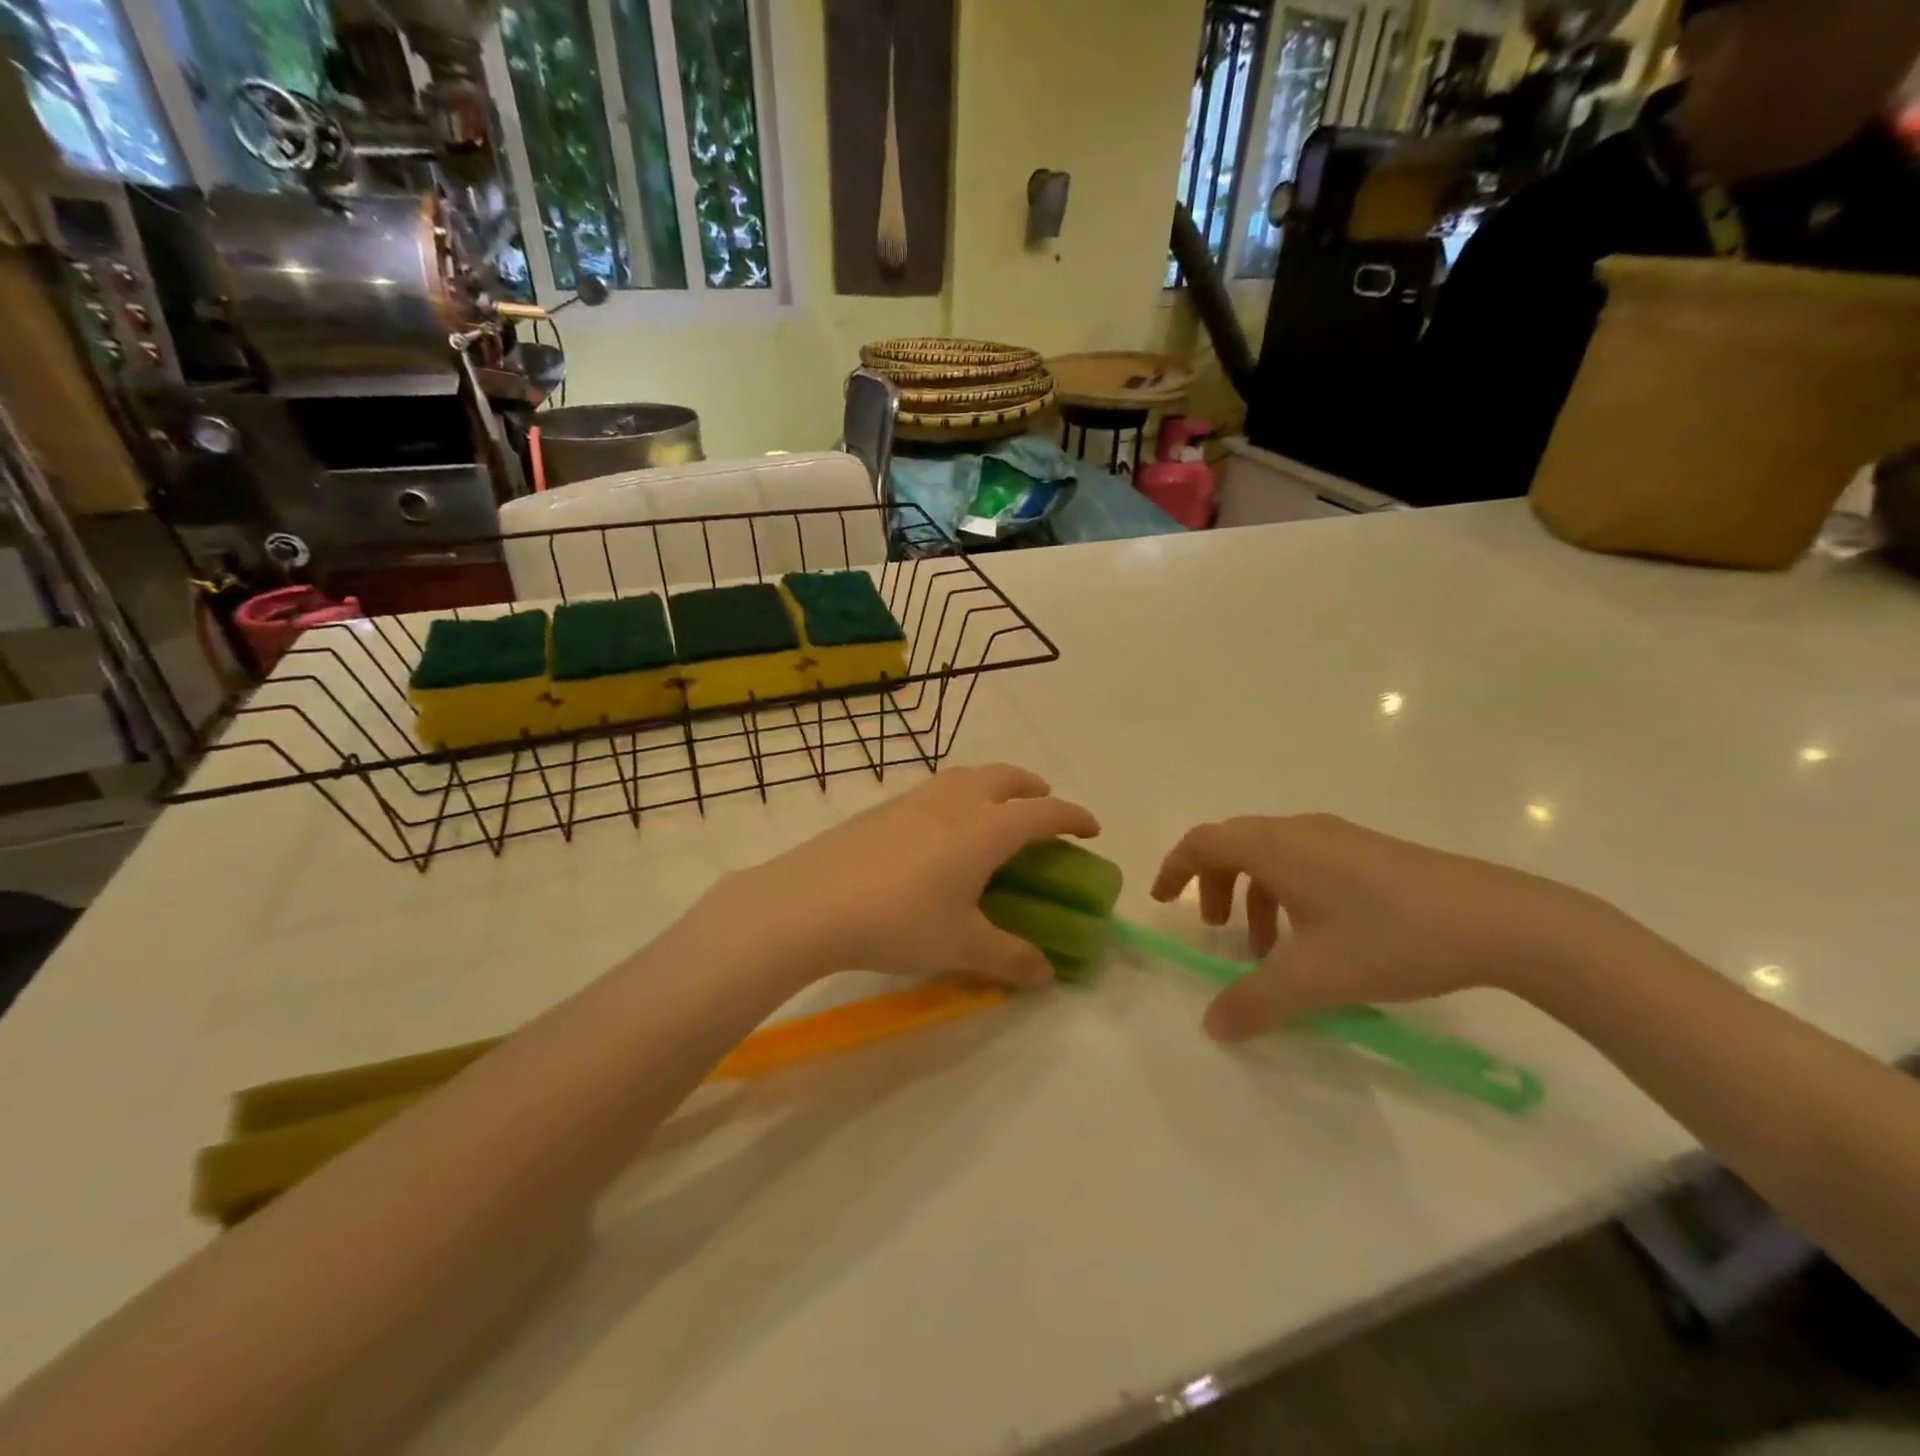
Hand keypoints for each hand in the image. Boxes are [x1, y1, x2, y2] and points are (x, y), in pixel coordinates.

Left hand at [710, 765, 1099, 987]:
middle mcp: (957, 801)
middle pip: (1008, 777)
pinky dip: (958, 795)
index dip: (1074, 816)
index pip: (1045, 811)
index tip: (1092, 828)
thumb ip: (1010, 958)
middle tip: (1043, 806)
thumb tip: (1046, 973)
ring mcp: (917, 799)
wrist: (811, 902)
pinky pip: (937, 789)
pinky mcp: (884, 807)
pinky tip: (940, 829)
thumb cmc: (899, 921)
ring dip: (994, 784)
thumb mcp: (962, 947)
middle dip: (1034, 788)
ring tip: (994, 811)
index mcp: (987, 829)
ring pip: (969, 775)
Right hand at [1151, 815, 1615, 1041]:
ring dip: (1254, 894)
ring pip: (1273, 856)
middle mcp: (1300, 831)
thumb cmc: (1389, 937)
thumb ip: (1255, 1002)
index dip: (1175, 868)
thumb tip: (1212, 1026)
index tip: (1163, 902)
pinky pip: (1305, 862)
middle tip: (1217, 931)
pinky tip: (1319, 938)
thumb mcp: (1314, 978)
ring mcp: (1339, 837)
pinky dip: (1289, 893)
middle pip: (1234, 845)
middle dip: (1214, 886)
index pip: (1203, 842)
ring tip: (1269, 947)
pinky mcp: (1370, 852)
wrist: (1500, 920)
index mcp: (1275, 846)